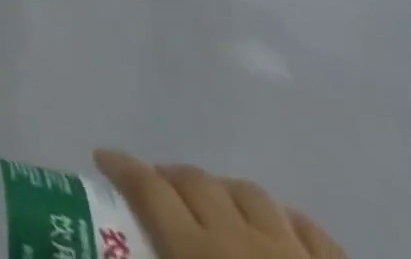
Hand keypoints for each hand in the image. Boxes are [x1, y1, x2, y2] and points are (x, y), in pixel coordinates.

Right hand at [96, 152, 346, 258]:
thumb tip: (118, 257)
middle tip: (156, 191)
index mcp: (196, 252)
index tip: (102, 160)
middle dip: (168, 177)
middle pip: (193, 179)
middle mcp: (240, 238)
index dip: (120, 166)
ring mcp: (296, 253)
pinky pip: (308, 228)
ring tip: (215, 211)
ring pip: (248, 192)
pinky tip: (278, 234)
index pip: (147, 187)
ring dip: (222, 193)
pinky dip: (284, 220)